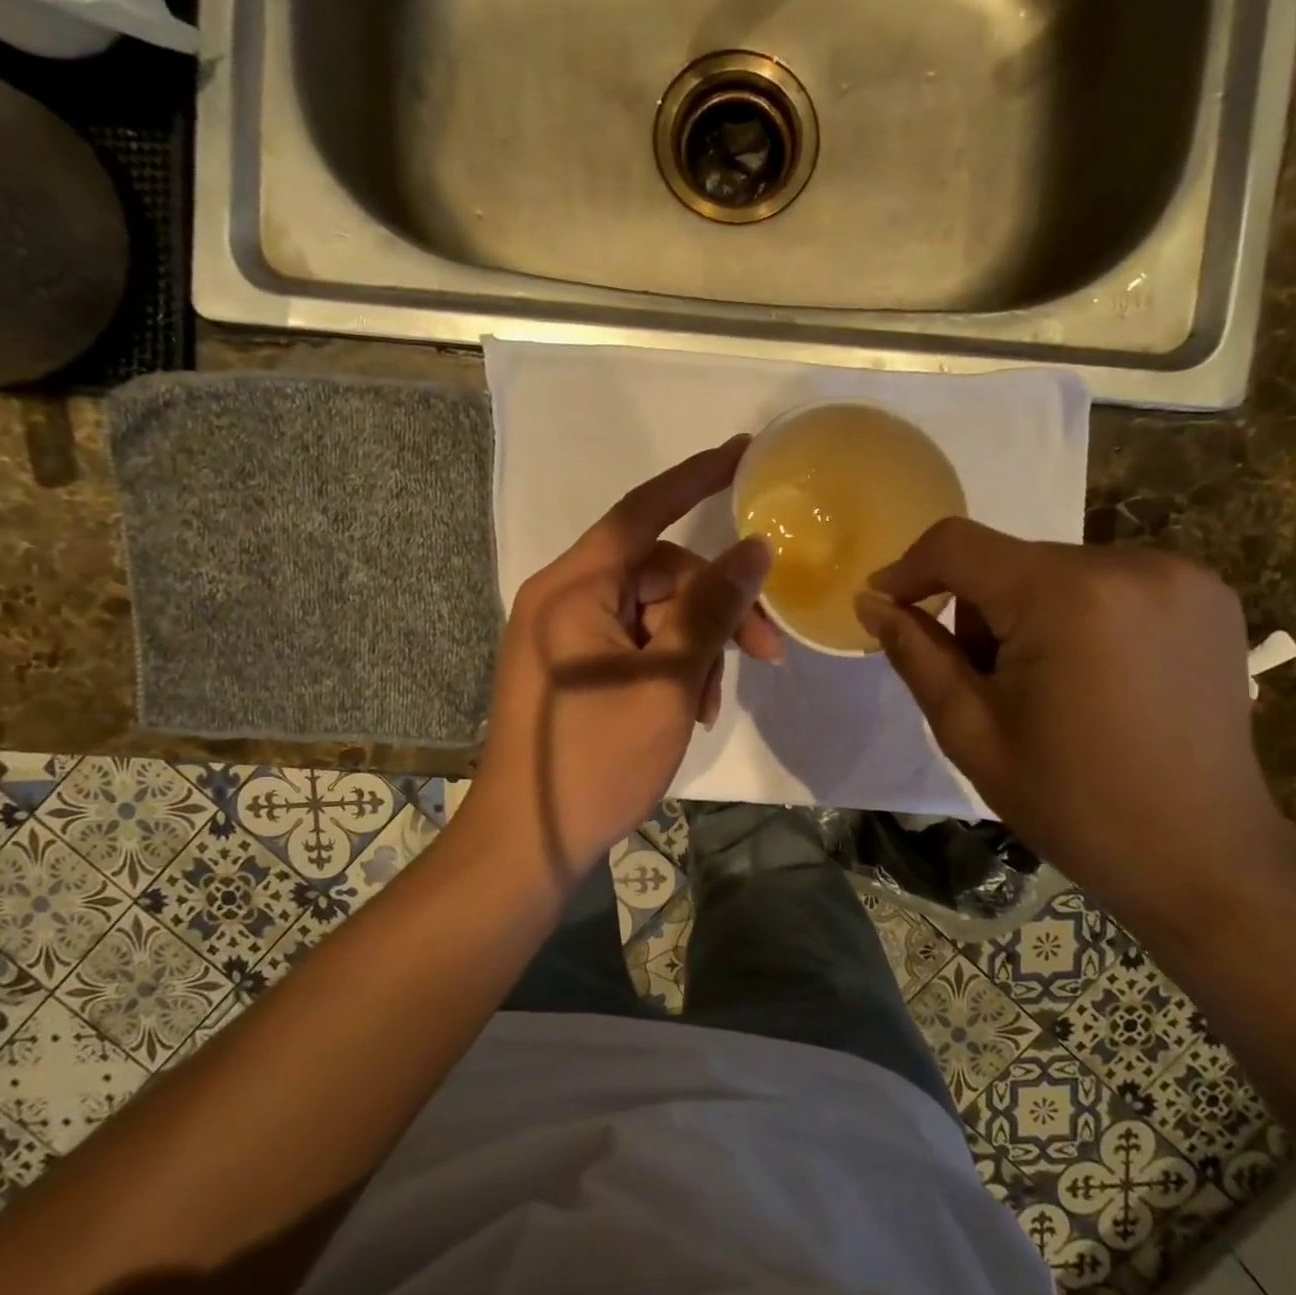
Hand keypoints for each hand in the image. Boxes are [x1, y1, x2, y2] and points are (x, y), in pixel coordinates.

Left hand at [470, 437, 782, 879]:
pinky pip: (635, 643)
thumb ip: (712, 609)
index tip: (745, 452)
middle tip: (766, 651)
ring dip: (696, 646)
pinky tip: (689, 708)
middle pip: (659, 572)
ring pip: (654, 613)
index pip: (643, 510)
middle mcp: (564, 597)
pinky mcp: (573, 667)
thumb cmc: (596, 759)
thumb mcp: (669, 681)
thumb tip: (754, 549)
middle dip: (716, 606)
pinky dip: (670, 666)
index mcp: (575, 586)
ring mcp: (565, 634)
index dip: (696, 477)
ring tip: (711, 704)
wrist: (529, 842)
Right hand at [857, 519, 1295, 930]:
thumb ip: (915, 653)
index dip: (909, 569)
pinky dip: (1078, 612)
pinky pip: (1107, 581)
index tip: (886, 606)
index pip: (958, 544)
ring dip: (1027, 611)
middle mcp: (1128, 564)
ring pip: (1056, 570)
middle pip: (1009, 559)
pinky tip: (1094, 674)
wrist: (1202, 856)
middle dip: (977, 609)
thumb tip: (870, 602)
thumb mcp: (970, 730)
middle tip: (980, 680)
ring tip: (1044, 685)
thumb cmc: (1072, 802)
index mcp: (1065, 597)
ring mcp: (1179, 575)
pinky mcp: (1209, 594)